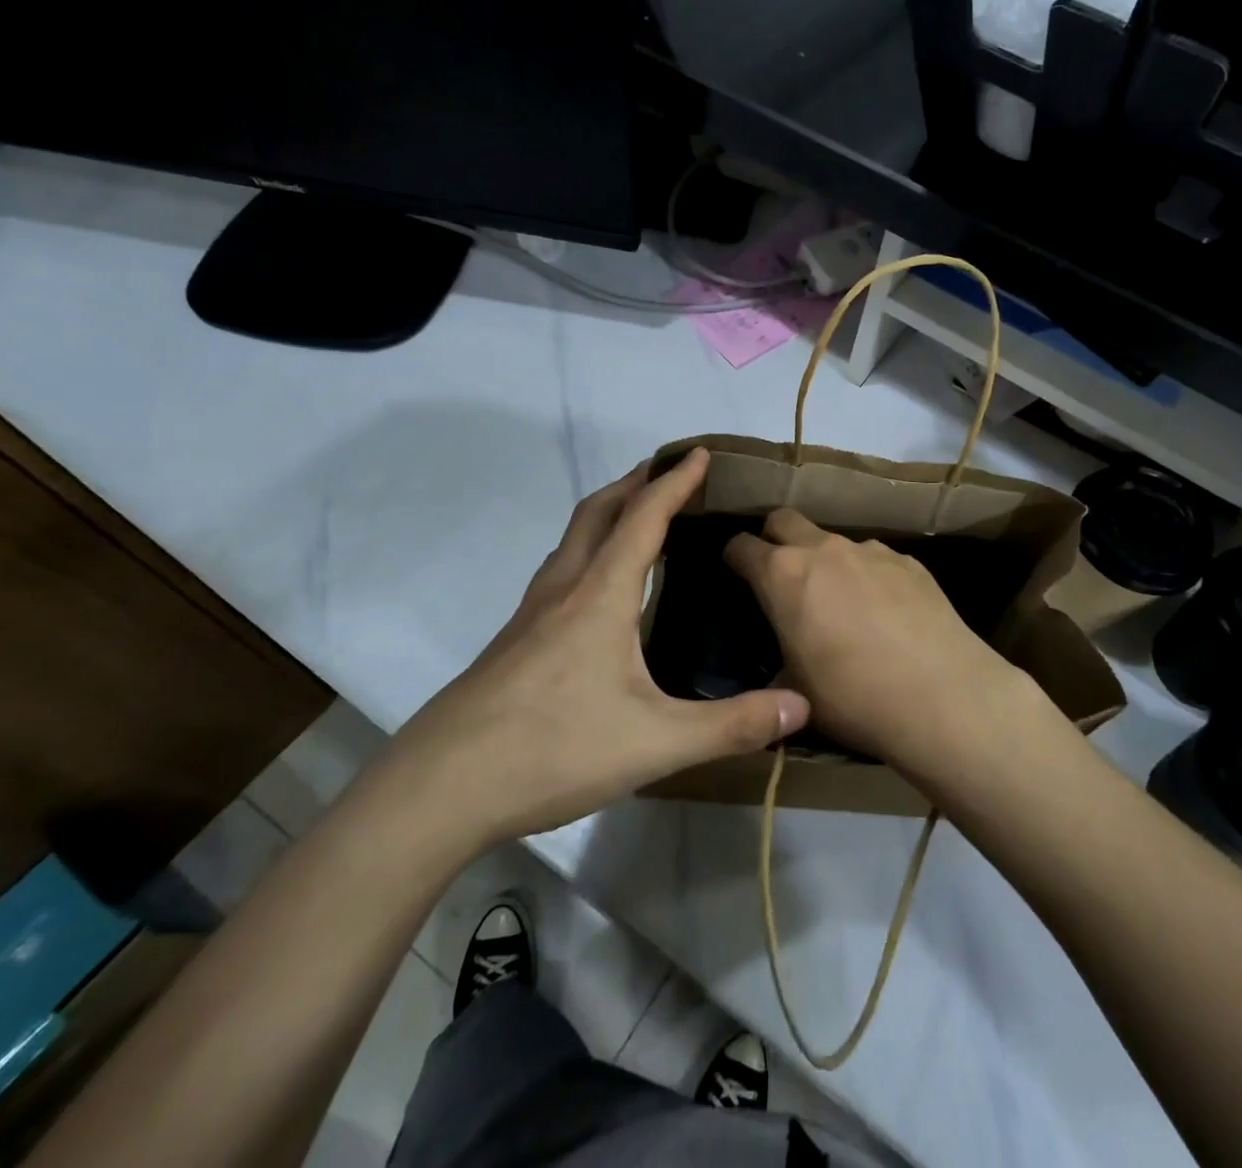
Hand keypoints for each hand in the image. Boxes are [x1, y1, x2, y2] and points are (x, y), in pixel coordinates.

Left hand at [380, 449, 809, 854]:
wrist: (440, 788)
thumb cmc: (553, 750)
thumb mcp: (656, 742)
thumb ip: (731, 725)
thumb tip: (801, 706)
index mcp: (599, 596)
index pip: (643, 519)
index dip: (674, 483)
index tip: (699, 453)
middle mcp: (563, 590)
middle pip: (598, 512)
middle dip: (635, 482)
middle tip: (669, 473)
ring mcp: (530, 615)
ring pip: (572, 539)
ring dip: (607, 513)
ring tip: (638, 518)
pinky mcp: (514, 641)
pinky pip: (559, 571)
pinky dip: (588, 551)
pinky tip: (597, 590)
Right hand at [723, 509, 1034, 772]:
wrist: (942, 696)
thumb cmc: (853, 697)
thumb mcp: (796, 690)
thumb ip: (777, 665)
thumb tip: (778, 668)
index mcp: (784, 575)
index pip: (742, 546)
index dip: (734, 557)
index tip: (735, 572)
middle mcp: (824, 549)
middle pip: (784, 519)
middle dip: (774, 537)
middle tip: (780, 573)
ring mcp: (870, 550)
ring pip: (833, 539)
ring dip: (825, 560)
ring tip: (840, 601)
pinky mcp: (909, 561)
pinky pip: (875, 558)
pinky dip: (867, 575)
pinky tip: (884, 611)